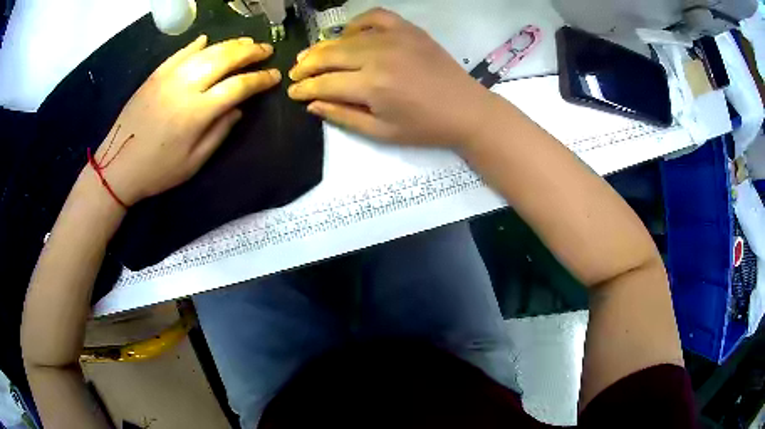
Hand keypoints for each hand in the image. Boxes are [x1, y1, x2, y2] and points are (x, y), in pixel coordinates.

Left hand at [90, 35, 281, 206]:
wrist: (117, 167)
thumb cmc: (157, 171)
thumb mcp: (193, 163)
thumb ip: (219, 133)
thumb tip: (238, 109)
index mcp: (197, 112)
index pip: (238, 86)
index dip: (260, 79)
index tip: (275, 76)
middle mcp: (185, 87)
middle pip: (225, 59)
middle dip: (250, 52)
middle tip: (266, 50)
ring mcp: (168, 77)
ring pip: (206, 51)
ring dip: (230, 44)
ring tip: (246, 43)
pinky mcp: (155, 75)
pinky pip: (180, 53)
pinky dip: (196, 44)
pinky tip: (207, 40)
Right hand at [287, 8, 495, 147]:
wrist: (466, 110)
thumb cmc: (424, 127)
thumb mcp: (381, 132)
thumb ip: (343, 116)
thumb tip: (312, 103)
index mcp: (372, 86)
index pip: (324, 83)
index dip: (303, 88)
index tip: (292, 93)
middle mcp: (378, 56)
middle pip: (329, 55)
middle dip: (305, 65)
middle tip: (294, 73)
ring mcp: (395, 38)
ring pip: (346, 38)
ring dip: (323, 46)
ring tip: (310, 55)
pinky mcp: (408, 29)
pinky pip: (375, 17)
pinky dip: (357, 23)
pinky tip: (350, 35)